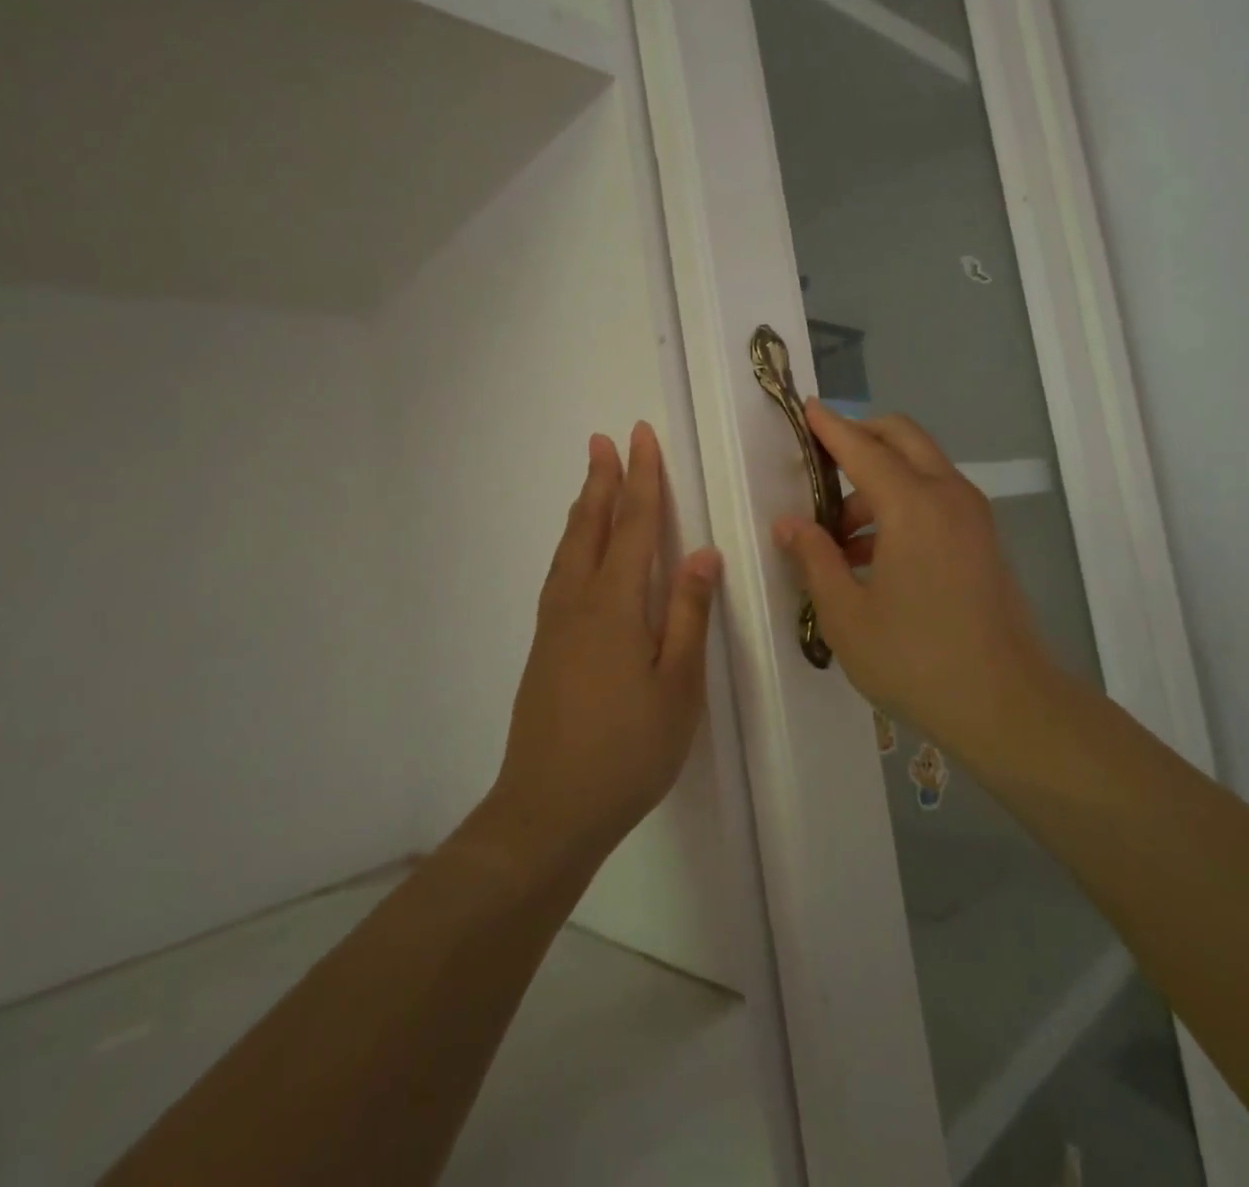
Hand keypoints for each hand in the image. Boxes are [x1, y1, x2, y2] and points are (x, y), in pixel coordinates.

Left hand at [486, 423, 721, 870]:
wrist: (549, 809)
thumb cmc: (628, 750)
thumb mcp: (677, 686)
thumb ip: (688, 614)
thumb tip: (703, 553)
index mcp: (614, 606)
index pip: (635, 526)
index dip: (642, 480)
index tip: (642, 438)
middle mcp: (578, 603)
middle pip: (593, 528)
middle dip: (604, 481)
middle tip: (605, 440)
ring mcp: (555, 625)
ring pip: (569, 549)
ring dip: (585, 509)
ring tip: (593, 480)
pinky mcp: (545, 647)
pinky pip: (559, 574)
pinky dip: (572, 544)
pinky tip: (577, 553)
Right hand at [773, 401, 1054, 758]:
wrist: (1007, 705)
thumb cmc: (916, 660)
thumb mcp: (846, 615)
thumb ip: (815, 559)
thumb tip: (789, 523)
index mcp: (912, 506)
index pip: (862, 448)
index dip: (830, 427)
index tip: (805, 407)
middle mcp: (948, 495)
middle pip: (902, 438)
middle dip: (860, 437)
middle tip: (820, 465)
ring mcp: (973, 516)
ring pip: (921, 468)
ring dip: (878, 481)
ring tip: (838, 536)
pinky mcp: (983, 539)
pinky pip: (936, 498)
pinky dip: (902, 503)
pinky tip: (873, 555)